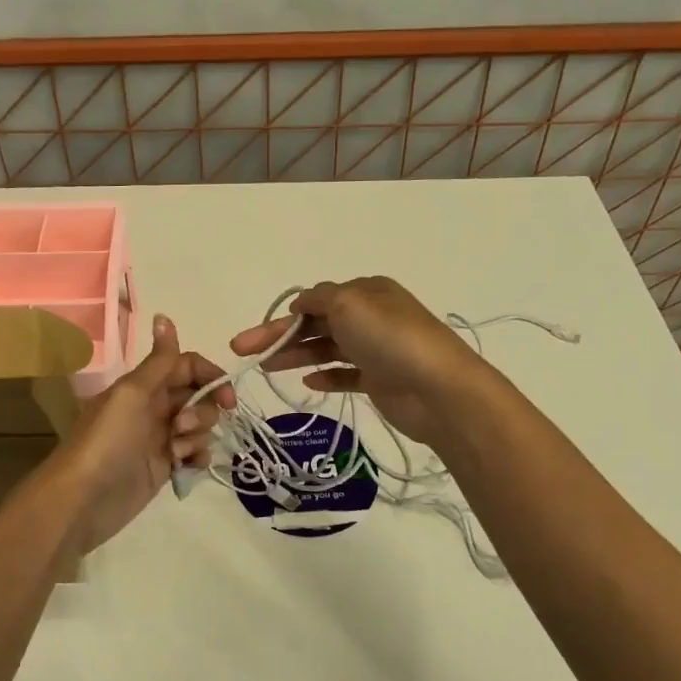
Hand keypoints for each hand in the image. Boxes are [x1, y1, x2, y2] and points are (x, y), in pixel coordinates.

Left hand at [48, 314, 234, 550]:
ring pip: (199, 426)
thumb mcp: (133, 394)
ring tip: (176, 453)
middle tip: (183, 427)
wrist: (83, 499)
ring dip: (198, 435)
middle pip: (198, 396)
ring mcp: (159, 438)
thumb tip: (164, 316)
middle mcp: (153, 407)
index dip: (210, 376)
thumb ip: (159, 360)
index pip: (187, 366)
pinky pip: (194, 454)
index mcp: (144, 385)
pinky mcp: (163, 468)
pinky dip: (197, 457)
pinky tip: (185, 466)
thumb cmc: (107, 440)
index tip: (226, 397)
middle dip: (204, 410)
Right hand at [229, 277, 489, 445]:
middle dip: (279, 337)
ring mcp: (375, 349)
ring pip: (326, 349)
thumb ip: (318, 297)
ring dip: (296, 356)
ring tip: (266, 369)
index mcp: (365, 292)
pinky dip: (325, 376)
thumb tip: (300, 304)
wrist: (437, 388)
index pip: (315, 300)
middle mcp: (369, 316)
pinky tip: (306, 383)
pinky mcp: (379, 380)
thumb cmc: (389, 337)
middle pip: (315, 324)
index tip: (258, 334)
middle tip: (243, 351)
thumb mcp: (348, 302)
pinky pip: (344, 375)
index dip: (284, 316)